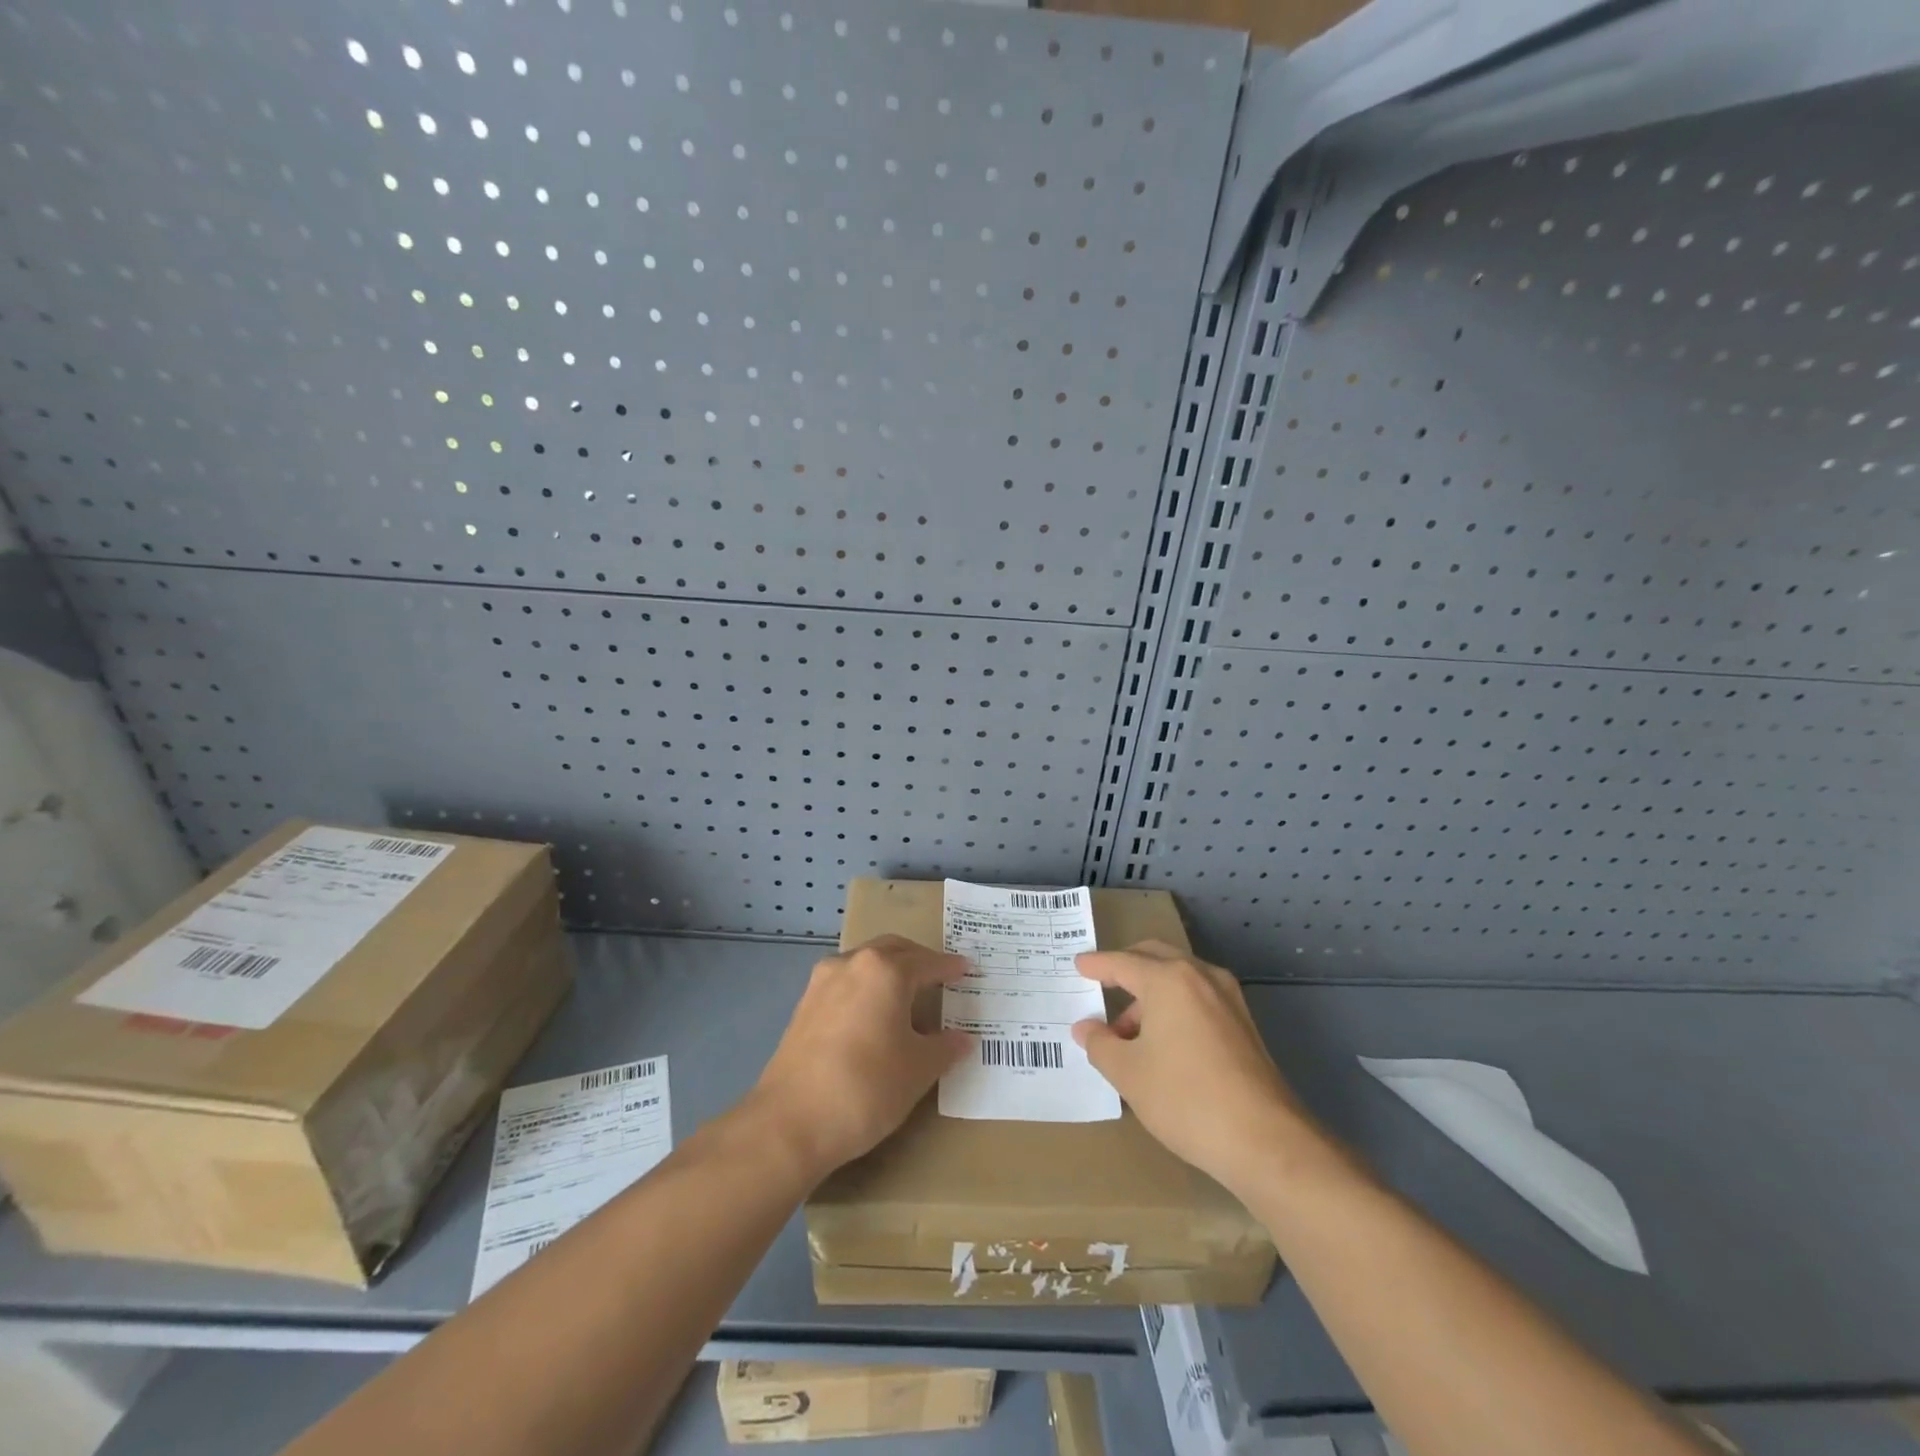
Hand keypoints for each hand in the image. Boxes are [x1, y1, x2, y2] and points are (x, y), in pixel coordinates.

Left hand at [749, 935, 972, 1179]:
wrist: (790, 1123)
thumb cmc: (866, 1087)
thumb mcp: (918, 1070)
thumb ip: (945, 1048)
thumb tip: (963, 1039)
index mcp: (885, 970)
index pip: (927, 962)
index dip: (950, 968)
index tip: (967, 970)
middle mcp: (852, 963)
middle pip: (893, 950)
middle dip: (918, 960)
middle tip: (939, 976)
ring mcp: (822, 982)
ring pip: (865, 963)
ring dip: (889, 971)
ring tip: (907, 996)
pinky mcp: (804, 1005)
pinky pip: (845, 983)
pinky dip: (866, 989)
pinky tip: (874, 1016)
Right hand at [1073, 941, 1319, 1194]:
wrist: (1265, 1141)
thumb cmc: (1186, 1099)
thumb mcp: (1128, 1073)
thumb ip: (1100, 1044)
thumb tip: (1086, 1028)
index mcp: (1169, 980)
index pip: (1122, 963)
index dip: (1096, 965)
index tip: (1078, 965)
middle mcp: (1201, 977)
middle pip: (1155, 958)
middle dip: (1126, 967)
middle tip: (1102, 982)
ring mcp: (1228, 999)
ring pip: (1179, 978)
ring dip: (1150, 994)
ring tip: (1127, 1032)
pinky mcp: (1244, 1024)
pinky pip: (1198, 998)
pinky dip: (1174, 1006)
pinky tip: (1161, 1041)